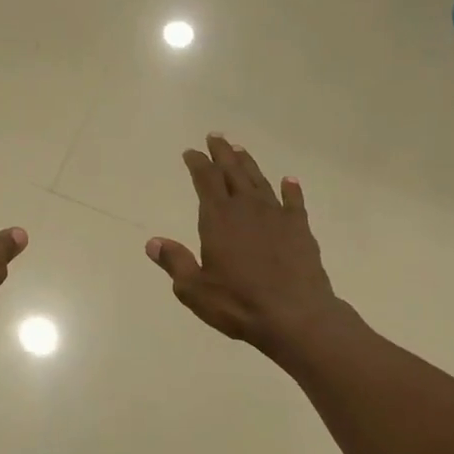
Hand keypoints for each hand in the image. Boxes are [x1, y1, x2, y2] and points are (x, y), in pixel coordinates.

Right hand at [146, 134, 342, 356]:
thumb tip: (153, 242)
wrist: (296, 316)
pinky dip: (291, 190)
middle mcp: (247, 208)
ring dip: (249, 164)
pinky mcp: (301, 230)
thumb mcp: (194, 288)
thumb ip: (175, 262)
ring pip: (260, 181)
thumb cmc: (239, 303)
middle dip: (222, 154)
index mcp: (218, 218)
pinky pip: (294, 202)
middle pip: (233, 172)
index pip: (205, 180)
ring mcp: (277, 216)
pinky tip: (289, 181)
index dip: (197, 163)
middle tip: (216, 137)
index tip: (191, 151)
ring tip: (241, 151)